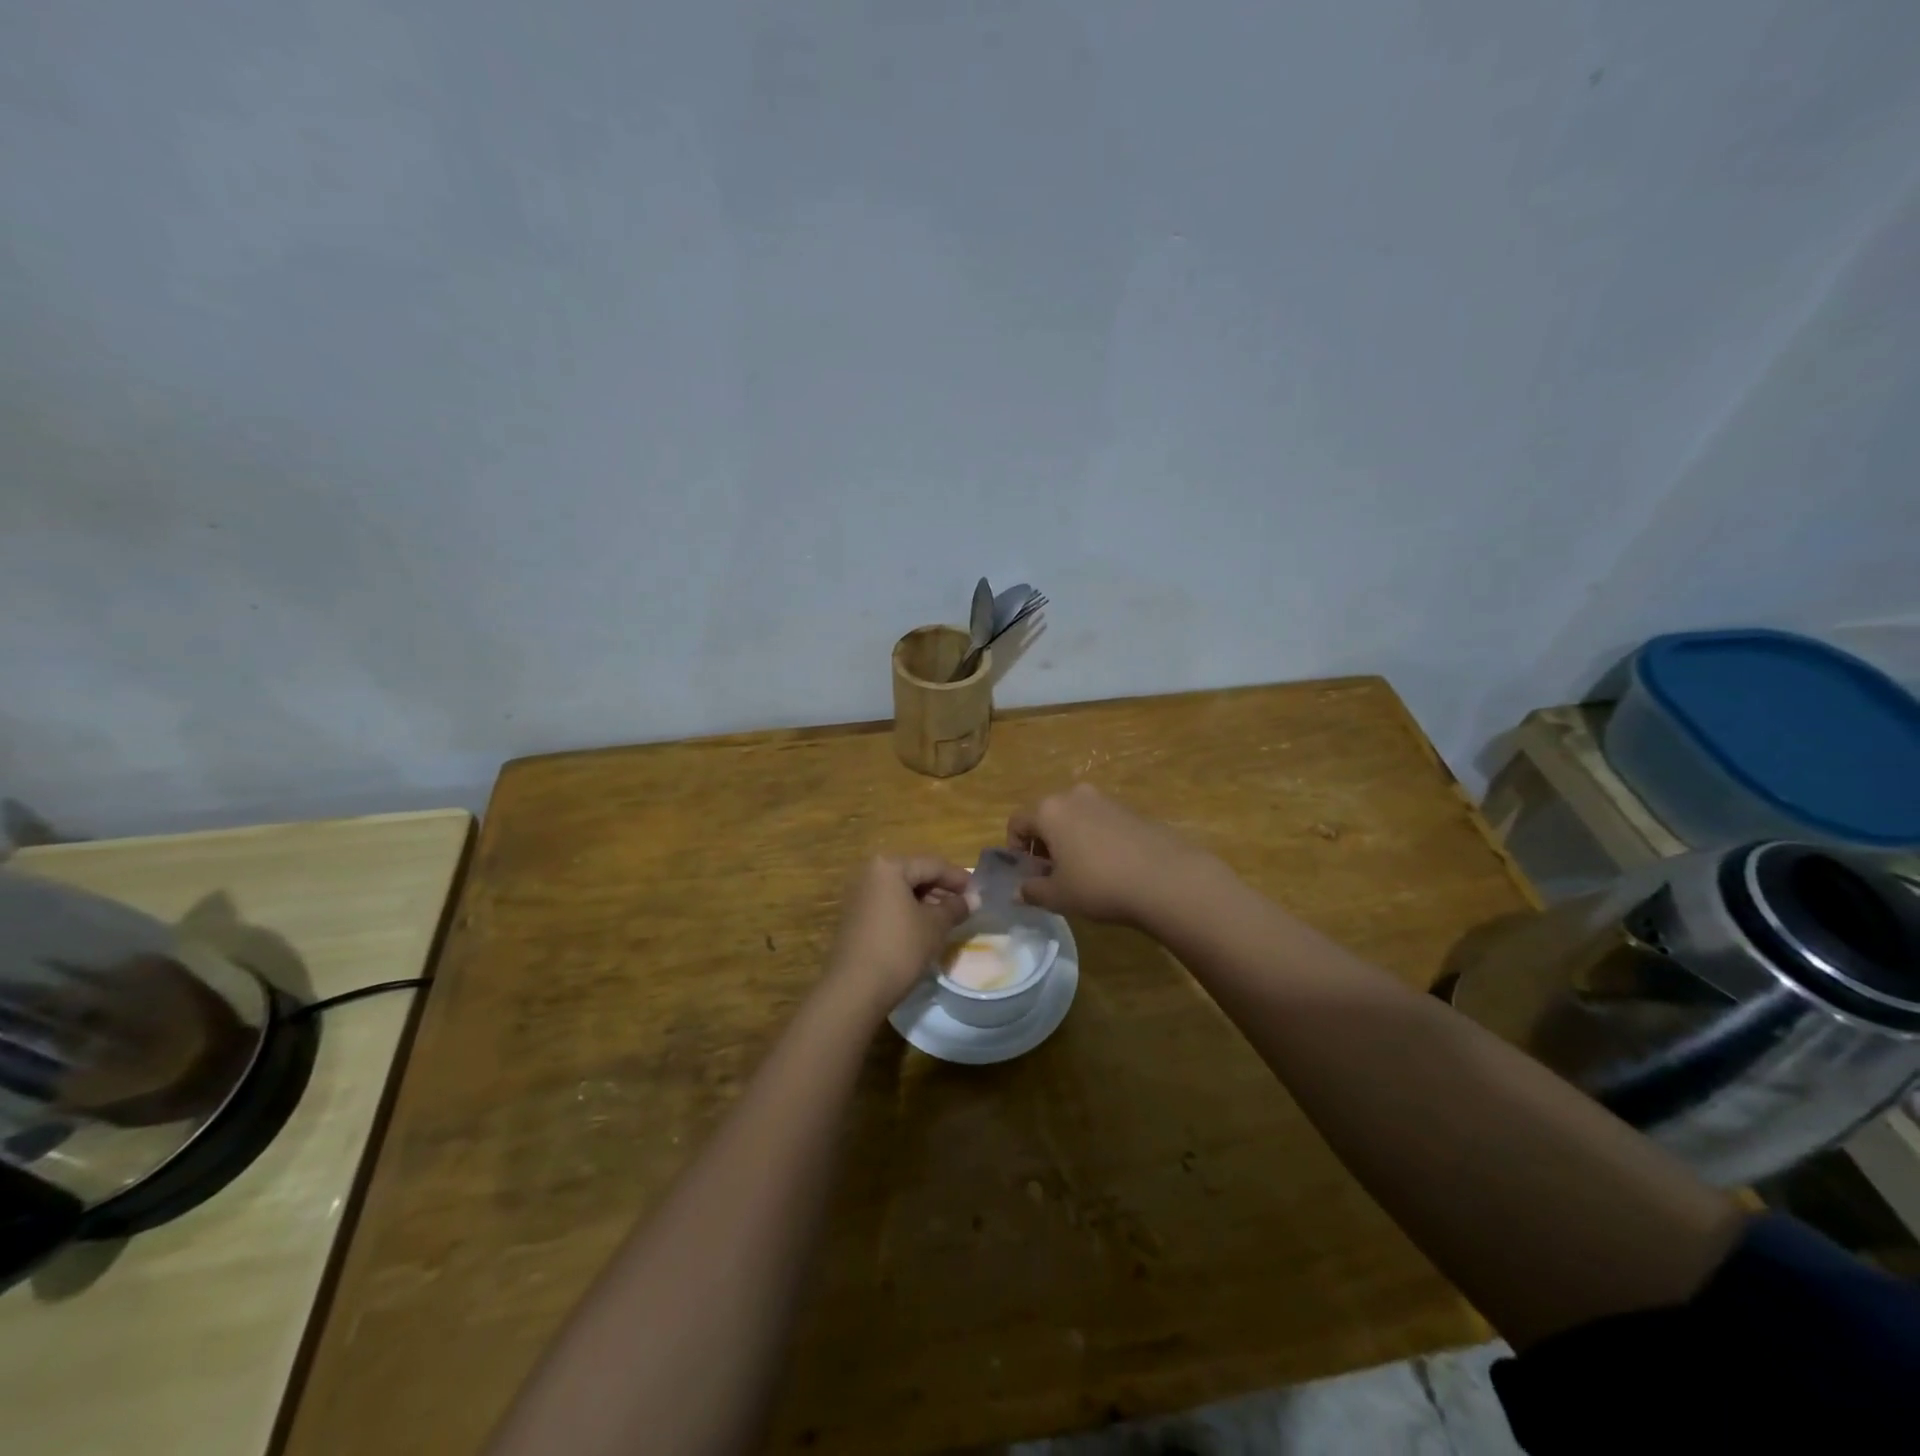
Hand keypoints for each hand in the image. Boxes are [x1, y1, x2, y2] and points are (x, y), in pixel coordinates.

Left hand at [825, 855, 971, 1010]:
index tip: (978, 892)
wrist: (855, 989)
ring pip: (901, 891)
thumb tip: (973, 899)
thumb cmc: (900, 948)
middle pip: (915, 875)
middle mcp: (870, 874)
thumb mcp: (935, 926)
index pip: (933, 865)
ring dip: (926, 902)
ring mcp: (859, 895)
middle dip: (942, 889)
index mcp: (889, 866)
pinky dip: (909, 911)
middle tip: (965, 906)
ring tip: (949, 919)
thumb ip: (956, 907)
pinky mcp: (855, 916)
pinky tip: (925, 928)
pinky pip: (889, 905)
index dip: (959, 878)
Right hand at [1008, 784, 1215, 926]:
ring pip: (1075, 817)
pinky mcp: (1130, 810)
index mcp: (1049, 810)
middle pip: (1046, 816)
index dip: (1015, 849)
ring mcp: (1105, 800)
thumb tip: (1017, 892)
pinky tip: (1109, 867)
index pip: (1017, 822)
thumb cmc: (1099, 885)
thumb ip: (1032, 891)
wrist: (1165, 878)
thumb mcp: (1059, 896)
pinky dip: (1095, 839)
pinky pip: (1100, 822)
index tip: (1026, 874)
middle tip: (1052, 874)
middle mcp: (1074, 796)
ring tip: (1082, 872)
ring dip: (1070, 840)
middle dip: (1043, 844)